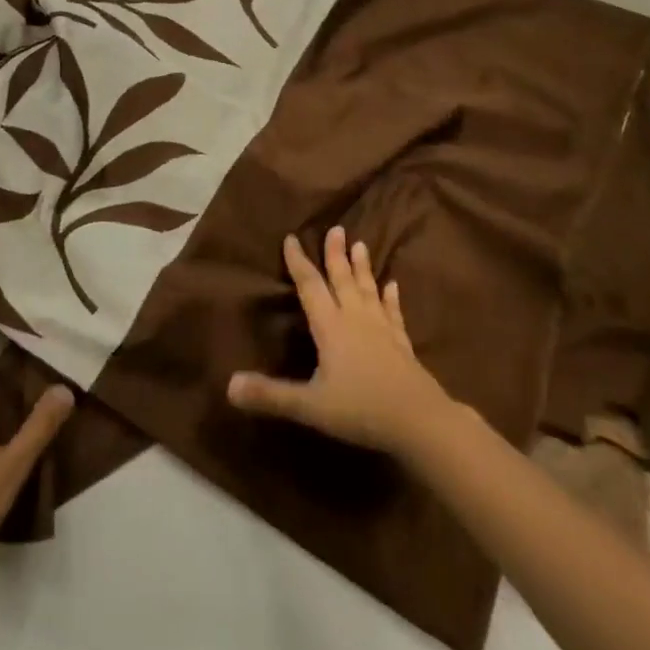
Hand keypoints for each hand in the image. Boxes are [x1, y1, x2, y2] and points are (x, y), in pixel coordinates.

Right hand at [227, 227, 451, 458]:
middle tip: (336, 228)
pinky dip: (391, 298)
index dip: (298, 262)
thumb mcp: (310, 406)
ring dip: (362, 268)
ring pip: (368, 290)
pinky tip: (393, 286)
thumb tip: (229, 386)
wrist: (420, 421)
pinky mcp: (402, 343)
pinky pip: (393, 313)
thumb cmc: (361, 409)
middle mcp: (355, 319)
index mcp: (330, 326)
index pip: (310, 286)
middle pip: (342, 280)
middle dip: (336, 254)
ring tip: (361, 245)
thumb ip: (270, 395)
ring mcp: (381, 329)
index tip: (291, 238)